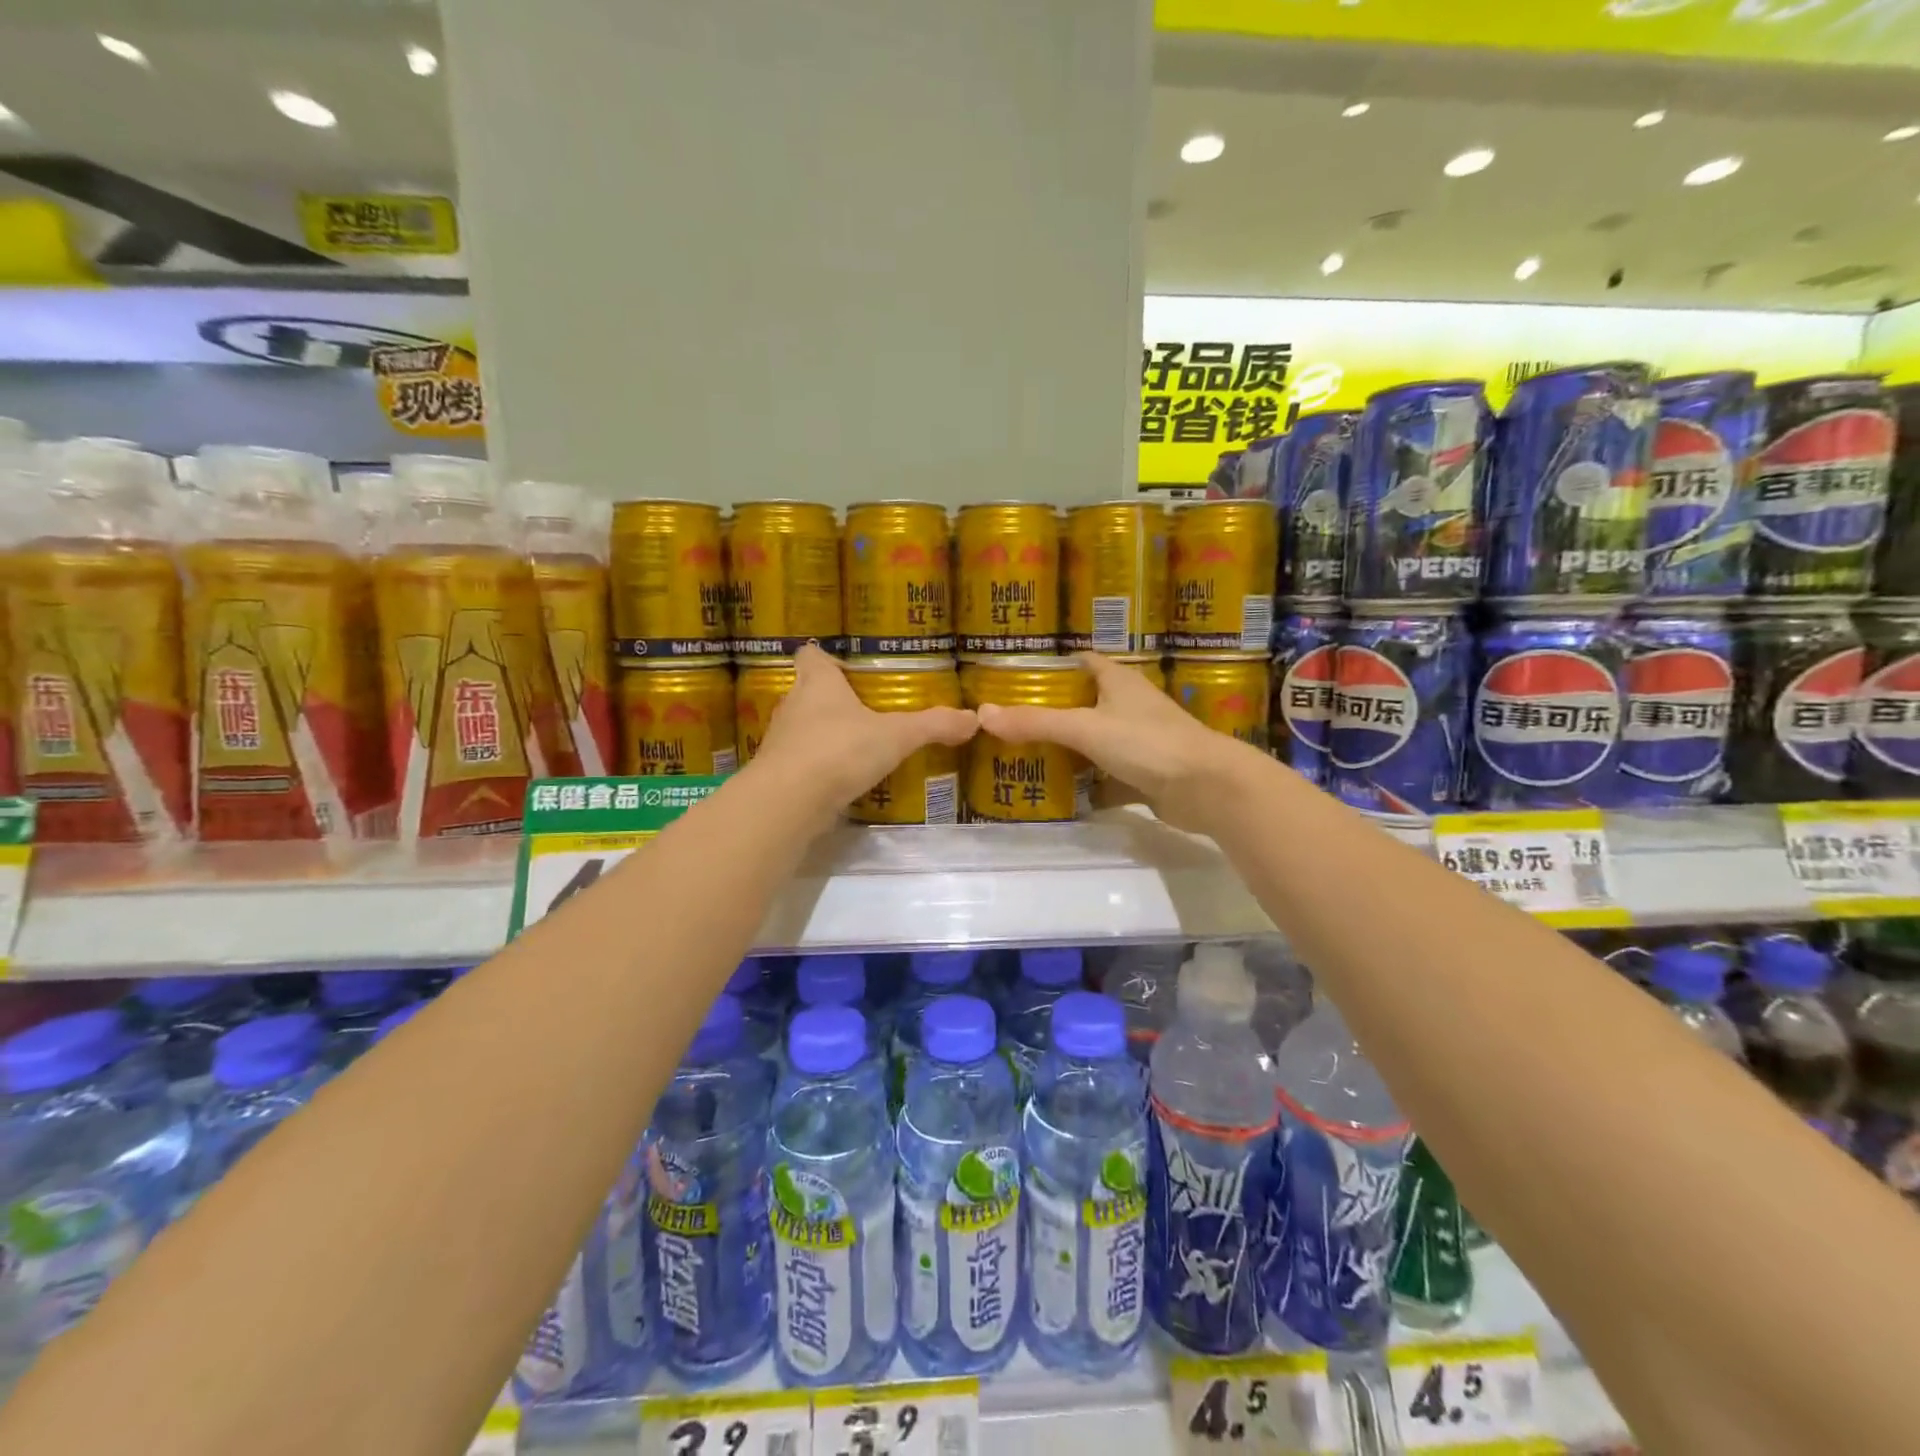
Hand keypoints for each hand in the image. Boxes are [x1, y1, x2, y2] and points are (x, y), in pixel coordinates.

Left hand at [749, 645, 977, 821]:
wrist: (788, 802)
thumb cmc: (839, 751)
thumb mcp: (896, 736)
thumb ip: (933, 725)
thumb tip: (974, 719)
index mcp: (818, 682)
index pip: (811, 654)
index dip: (826, 656)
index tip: (847, 666)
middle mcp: (793, 705)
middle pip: (808, 691)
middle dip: (833, 699)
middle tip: (865, 708)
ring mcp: (781, 741)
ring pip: (803, 728)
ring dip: (824, 734)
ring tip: (857, 745)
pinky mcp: (778, 773)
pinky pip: (801, 761)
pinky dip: (819, 766)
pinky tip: (842, 779)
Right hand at [974, 652, 1249, 832]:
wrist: (1207, 788)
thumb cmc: (1147, 743)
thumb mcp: (1085, 728)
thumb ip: (1036, 722)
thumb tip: (982, 714)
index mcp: (1119, 682)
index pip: (1083, 662)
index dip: (1054, 666)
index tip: (1018, 678)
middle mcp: (1130, 707)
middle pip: (1085, 704)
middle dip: (1053, 714)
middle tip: (1012, 724)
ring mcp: (1140, 744)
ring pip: (1096, 744)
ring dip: (1069, 752)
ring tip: (1025, 758)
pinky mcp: (1146, 777)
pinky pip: (1108, 780)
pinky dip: (1088, 788)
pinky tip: (1060, 797)